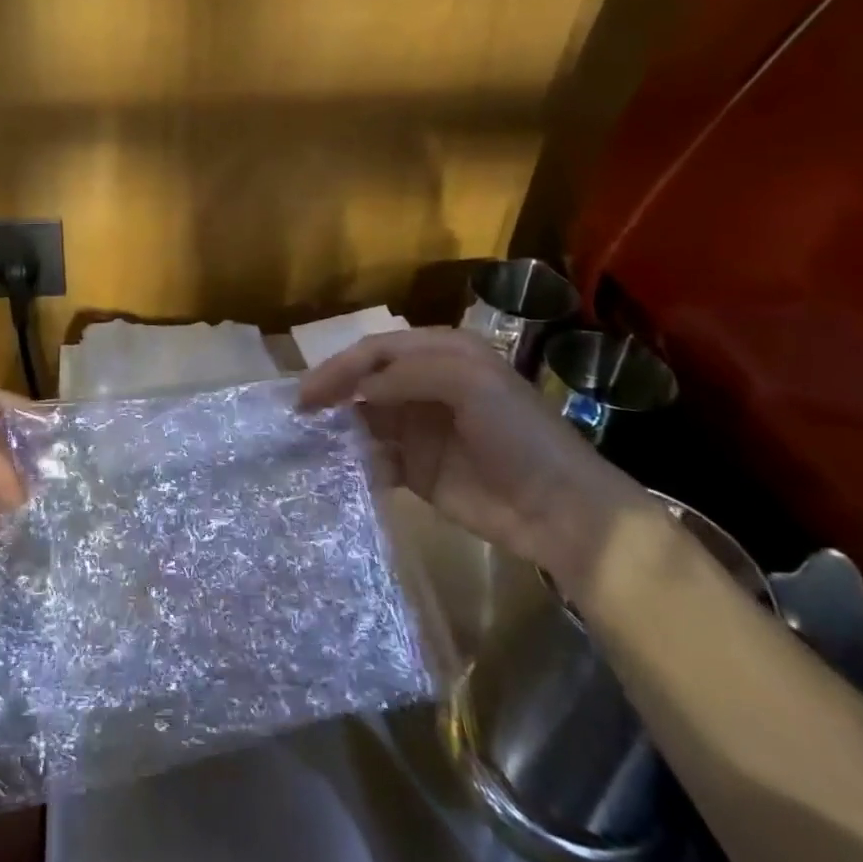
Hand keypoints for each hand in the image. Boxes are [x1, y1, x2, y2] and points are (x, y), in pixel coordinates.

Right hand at [299, 327, 644, 591]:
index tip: (310, 390)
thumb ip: (407, 375)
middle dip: (333, 393)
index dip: (342, 365)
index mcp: (441, 354)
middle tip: (300, 412)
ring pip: (365, 419)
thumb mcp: (469, 383)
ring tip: (309, 440)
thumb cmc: (518, 434)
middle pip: (365, 381)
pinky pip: (375, 459)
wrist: (563, 511)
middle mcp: (425, 386)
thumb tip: (358, 390)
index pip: (377, 350)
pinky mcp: (417, 470)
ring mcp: (419, 429)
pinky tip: (341, 470)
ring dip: (339, 427)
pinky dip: (356, 462)